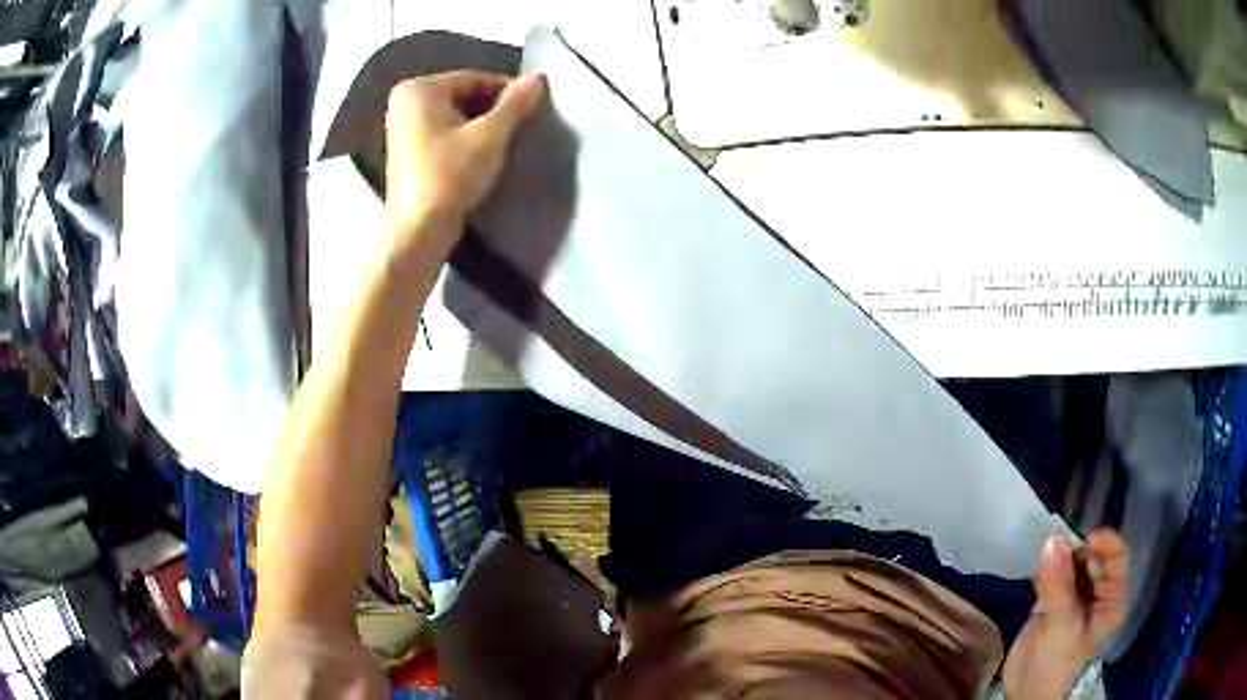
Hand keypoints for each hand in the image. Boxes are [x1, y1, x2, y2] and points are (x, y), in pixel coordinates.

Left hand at [384, 70, 544, 251]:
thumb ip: (515, 103)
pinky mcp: (407, 151)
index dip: (507, 90)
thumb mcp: (490, 135)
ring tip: (508, 141)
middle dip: (493, 109)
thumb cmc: (451, 175)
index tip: (534, 106)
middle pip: (463, 95)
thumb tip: (538, 78)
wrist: (418, 230)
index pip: (474, 78)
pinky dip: (464, 139)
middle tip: (523, 125)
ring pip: (454, 115)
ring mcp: (402, 127)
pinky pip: (443, 133)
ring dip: (482, 125)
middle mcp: (405, 102)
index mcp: (419, 89)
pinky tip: (484, 155)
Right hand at [1002, 530, 1129, 699]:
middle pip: (1094, 555)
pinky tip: (1039, 570)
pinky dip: (1047, 566)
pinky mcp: (1054, 599)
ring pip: (1074, 560)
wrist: (1025, 691)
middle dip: (1078, 548)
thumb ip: (1059, 583)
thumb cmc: (1057, 661)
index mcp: (1112, 597)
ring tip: (1046, 558)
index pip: (1117, 555)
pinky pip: (1055, 571)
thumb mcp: (1062, 623)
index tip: (1083, 537)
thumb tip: (1052, 539)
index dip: (1104, 542)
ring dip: (1061, 555)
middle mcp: (1098, 591)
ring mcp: (1076, 594)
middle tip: (1057, 548)